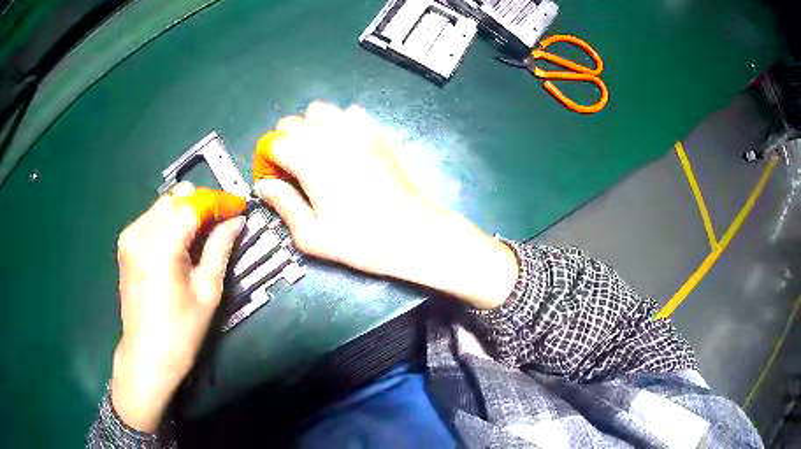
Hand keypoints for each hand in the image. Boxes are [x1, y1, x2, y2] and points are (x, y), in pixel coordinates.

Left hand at [111, 182, 244, 431]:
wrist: (146, 356)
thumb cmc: (181, 332)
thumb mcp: (208, 291)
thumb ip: (220, 247)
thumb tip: (237, 220)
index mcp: (162, 243)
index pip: (195, 203)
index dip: (221, 201)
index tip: (241, 207)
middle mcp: (142, 230)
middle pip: (178, 196)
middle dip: (203, 204)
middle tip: (222, 224)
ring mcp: (130, 235)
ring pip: (164, 204)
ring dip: (186, 212)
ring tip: (202, 236)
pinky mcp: (125, 244)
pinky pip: (152, 218)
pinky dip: (170, 222)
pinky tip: (179, 244)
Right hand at [253, 102, 518, 309]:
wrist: (416, 235)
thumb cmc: (363, 242)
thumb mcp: (314, 237)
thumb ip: (284, 206)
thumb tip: (264, 186)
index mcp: (311, 162)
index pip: (274, 143)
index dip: (268, 161)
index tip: (275, 180)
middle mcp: (332, 137)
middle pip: (293, 122)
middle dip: (285, 142)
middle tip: (293, 170)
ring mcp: (359, 130)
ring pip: (320, 110)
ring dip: (310, 127)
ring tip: (317, 154)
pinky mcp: (379, 133)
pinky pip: (351, 113)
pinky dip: (340, 123)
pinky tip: (346, 146)